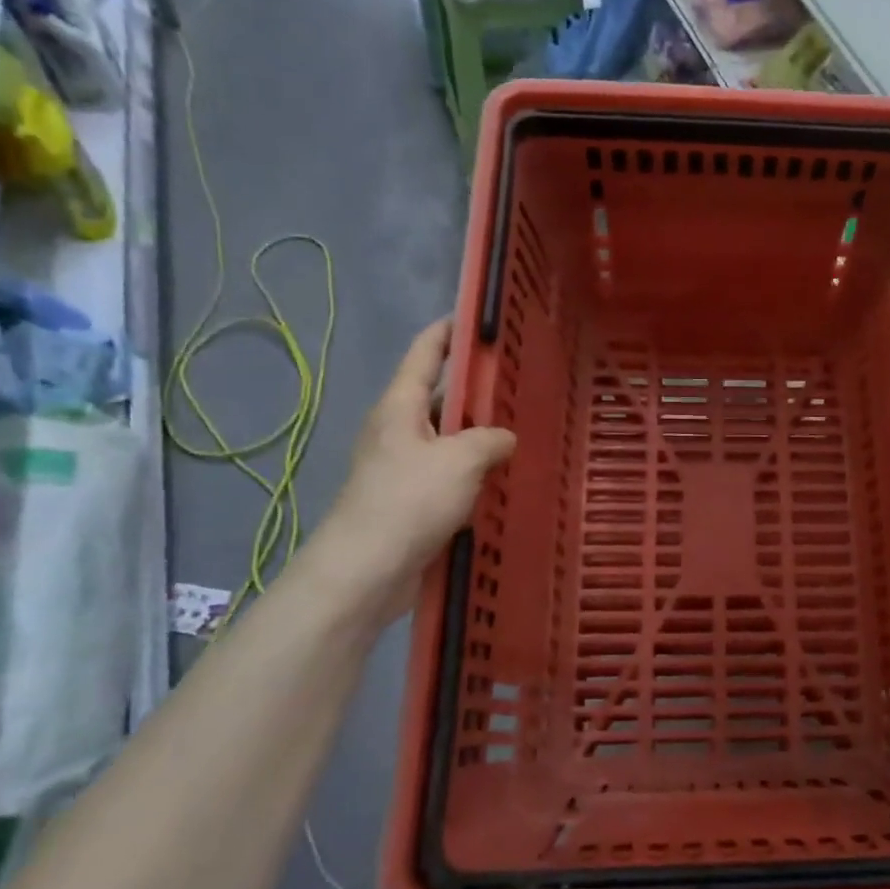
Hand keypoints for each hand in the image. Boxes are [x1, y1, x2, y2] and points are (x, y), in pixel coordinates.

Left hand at [322, 319, 515, 622]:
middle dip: (478, 387)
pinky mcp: (412, 500)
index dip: (450, 330)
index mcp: (401, 406)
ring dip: (480, 434)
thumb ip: (490, 439)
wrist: (365, 571)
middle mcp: (399, 429)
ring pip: (449, 438)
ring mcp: (404, 466)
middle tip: (522, 380)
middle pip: (442, 396)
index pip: (425, 352)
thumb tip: (503, 438)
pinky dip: (475, 470)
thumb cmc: (408, 501)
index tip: (479, 317)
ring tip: (524, 428)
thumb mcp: (461, 460)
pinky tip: (505, 477)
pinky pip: (450, 473)